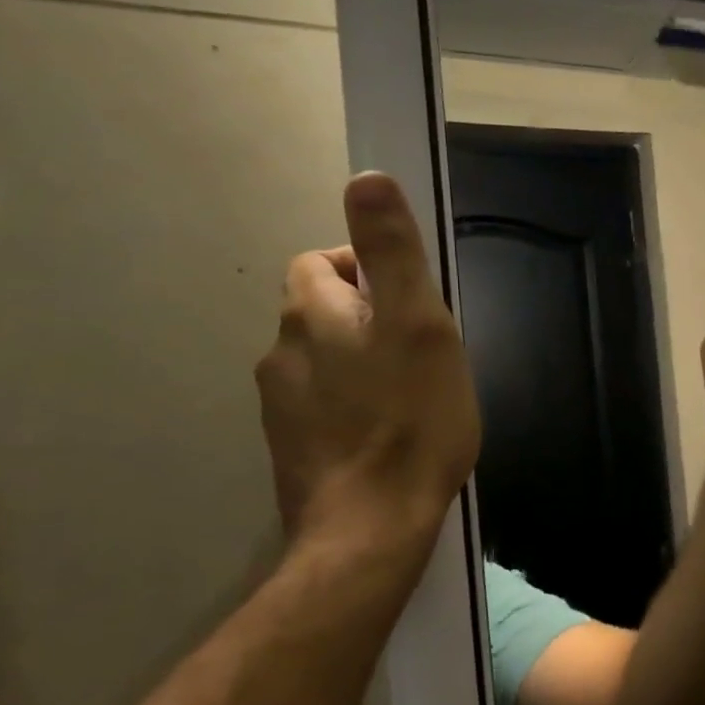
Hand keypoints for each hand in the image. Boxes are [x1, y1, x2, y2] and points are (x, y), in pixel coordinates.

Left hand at [256, 173, 480, 567]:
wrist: (371, 527)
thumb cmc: (411, 419)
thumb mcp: (419, 324)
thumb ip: (393, 251)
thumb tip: (366, 177)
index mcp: (312, 314)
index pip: (325, 261)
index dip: (371, 269)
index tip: (415, 305)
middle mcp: (282, 351)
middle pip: (323, 310)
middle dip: (369, 317)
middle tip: (422, 352)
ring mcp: (281, 405)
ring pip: (325, 360)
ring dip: (362, 362)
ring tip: (411, 395)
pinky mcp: (292, 447)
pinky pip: (323, 404)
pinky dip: (352, 404)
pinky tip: (388, 432)